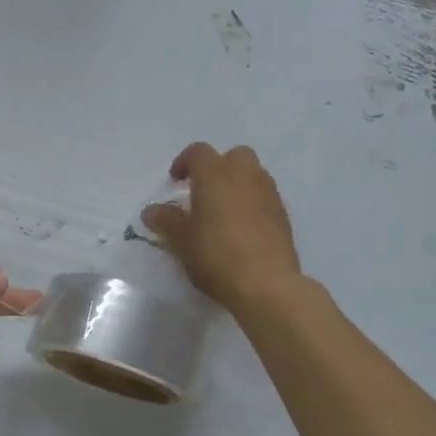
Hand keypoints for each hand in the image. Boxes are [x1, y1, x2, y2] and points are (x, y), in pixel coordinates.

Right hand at [141, 143, 301, 311]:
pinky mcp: (283, 215)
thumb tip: (152, 211)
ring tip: (222, 212)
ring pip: (252, 175)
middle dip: (218, 168)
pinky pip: (264, 197)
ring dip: (237, 185)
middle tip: (203, 192)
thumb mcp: (181, 240)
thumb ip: (166, 220)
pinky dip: (252, 203)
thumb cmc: (216, 255)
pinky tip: (241, 229)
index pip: (198, 152)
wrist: (266, 283)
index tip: (175, 181)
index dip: (184, 162)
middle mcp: (245, 175)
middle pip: (233, 156)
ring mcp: (268, 193)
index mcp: (215, 174)